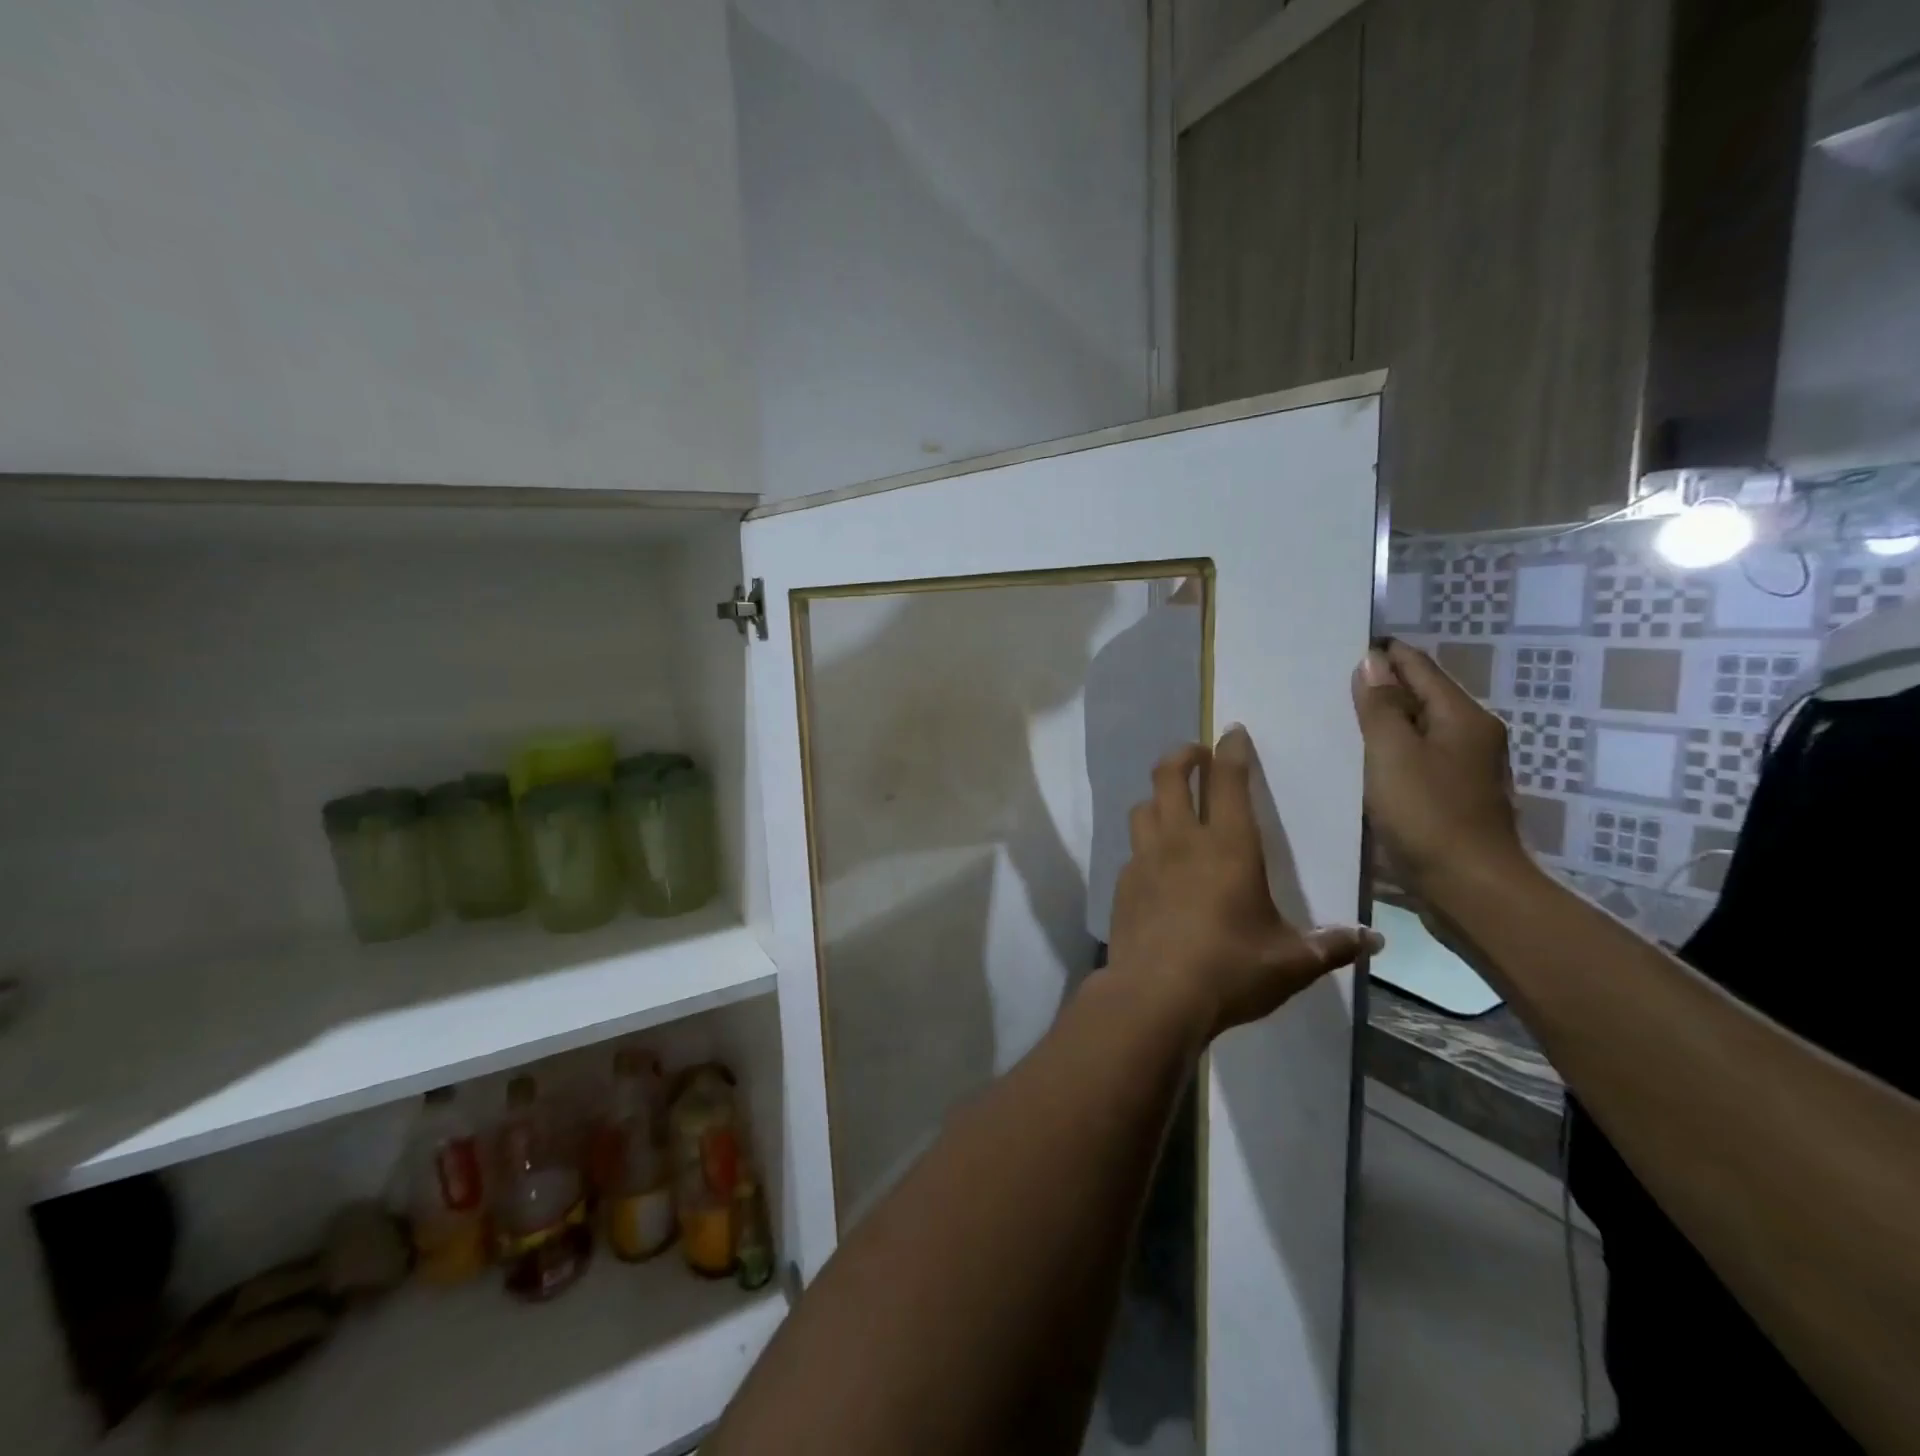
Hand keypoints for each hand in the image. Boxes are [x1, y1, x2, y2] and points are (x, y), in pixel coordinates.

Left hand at [1108, 727, 1380, 1040]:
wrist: (1154, 996)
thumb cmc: (1230, 970)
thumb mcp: (1291, 963)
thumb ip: (1330, 946)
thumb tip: (1373, 940)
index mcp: (1228, 846)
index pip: (1228, 780)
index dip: (1232, 751)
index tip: (1233, 733)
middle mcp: (1181, 840)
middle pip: (1170, 775)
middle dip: (1184, 755)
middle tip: (1197, 755)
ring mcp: (1144, 859)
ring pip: (1144, 806)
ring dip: (1159, 796)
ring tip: (1173, 804)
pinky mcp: (1123, 883)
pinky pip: (1132, 847)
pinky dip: (1145, 842)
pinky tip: (1156, 863)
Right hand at [1350, 641, 1529, 898]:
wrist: (1469, 889)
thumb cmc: (1428, 814)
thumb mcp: (1392, 753)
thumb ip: (1379, 706)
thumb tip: (1372, 661)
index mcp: (1463, 717)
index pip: (1419, 668)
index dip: (1384, 655)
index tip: (1343, 648)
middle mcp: (1472, 737)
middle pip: (1422, 698)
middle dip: (1381, 688)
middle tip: (1330, 685)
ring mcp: (1465, 771)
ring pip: (1419, 731)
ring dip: (1384, 724)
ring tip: (1338, 721)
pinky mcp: (1453, 800)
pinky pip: (1417, 761)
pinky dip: (1391, 754)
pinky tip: (1361, 763)